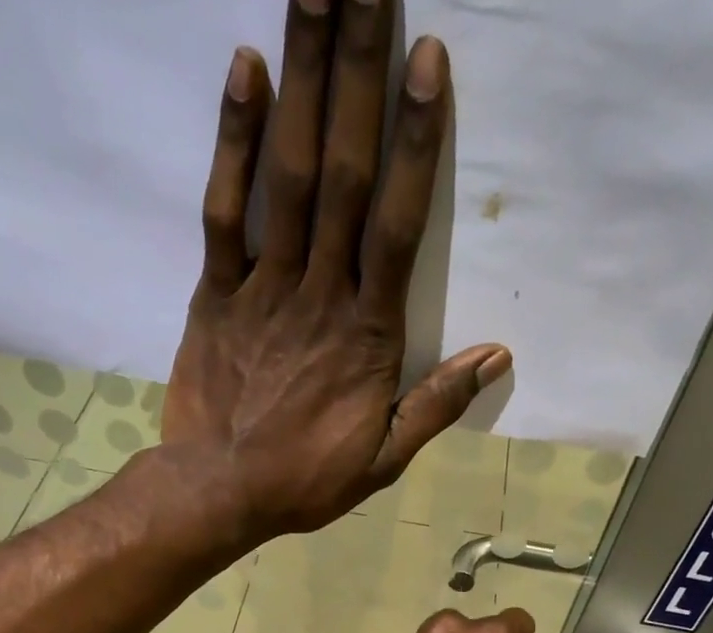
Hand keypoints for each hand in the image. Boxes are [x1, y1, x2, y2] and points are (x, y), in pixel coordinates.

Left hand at [161, 0, 511, 538]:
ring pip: (287, 174)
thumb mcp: (384, 459)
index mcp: (369, 335)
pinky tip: (245, 67)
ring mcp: (264, 287)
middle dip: (359, 73)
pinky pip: (224, 210)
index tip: (429, 59)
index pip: (400, 224)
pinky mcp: (215, 293)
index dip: (416, 142)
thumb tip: (496, 357)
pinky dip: (232, 141)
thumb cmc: (306, 480)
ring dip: (303, 77)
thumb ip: (436, 405)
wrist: (220, 493)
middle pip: (343, 172)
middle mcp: (320, 293)